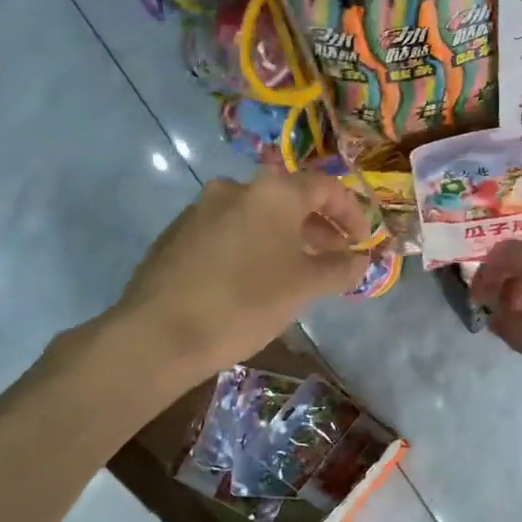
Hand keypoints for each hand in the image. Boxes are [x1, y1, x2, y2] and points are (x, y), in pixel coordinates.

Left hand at [104, 170, 370, 389]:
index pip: (325, 187)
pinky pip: (229, 230)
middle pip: (289, 198)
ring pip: (257, 215)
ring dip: (285, 237)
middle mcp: (235, 188)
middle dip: (319, 226)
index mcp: (272, 192)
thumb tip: (360, 260)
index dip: (352, 213)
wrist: (158, 334)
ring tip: (297, 271)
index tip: (363, 242)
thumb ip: (340, 268)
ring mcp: (201, 208)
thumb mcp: (304, 287)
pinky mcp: (177, 233)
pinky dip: (253, 245)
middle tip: (334, 256)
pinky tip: (254, 279)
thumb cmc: (245, 303)